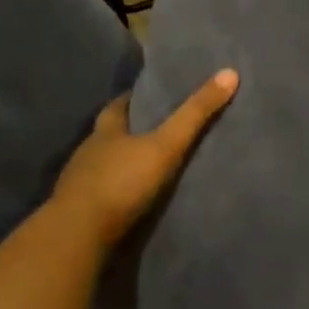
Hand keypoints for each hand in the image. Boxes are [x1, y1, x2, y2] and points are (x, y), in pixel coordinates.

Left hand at [51, 70, 238, 249]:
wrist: (78, 235)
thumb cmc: (121, 182)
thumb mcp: (166, 145)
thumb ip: (195, 114)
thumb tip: (230, 72)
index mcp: (105, 131)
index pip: (118, 106)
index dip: (133, 98)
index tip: (150, 94)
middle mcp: (88, 152)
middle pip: (108, 134)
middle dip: (128, 131)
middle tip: (154, 129)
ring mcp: (78, 183)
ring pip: (102, 164)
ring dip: (120, 163)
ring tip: (146, 164)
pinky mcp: (77, 212)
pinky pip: (99, 194)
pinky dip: (114, 192)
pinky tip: (129, 198)